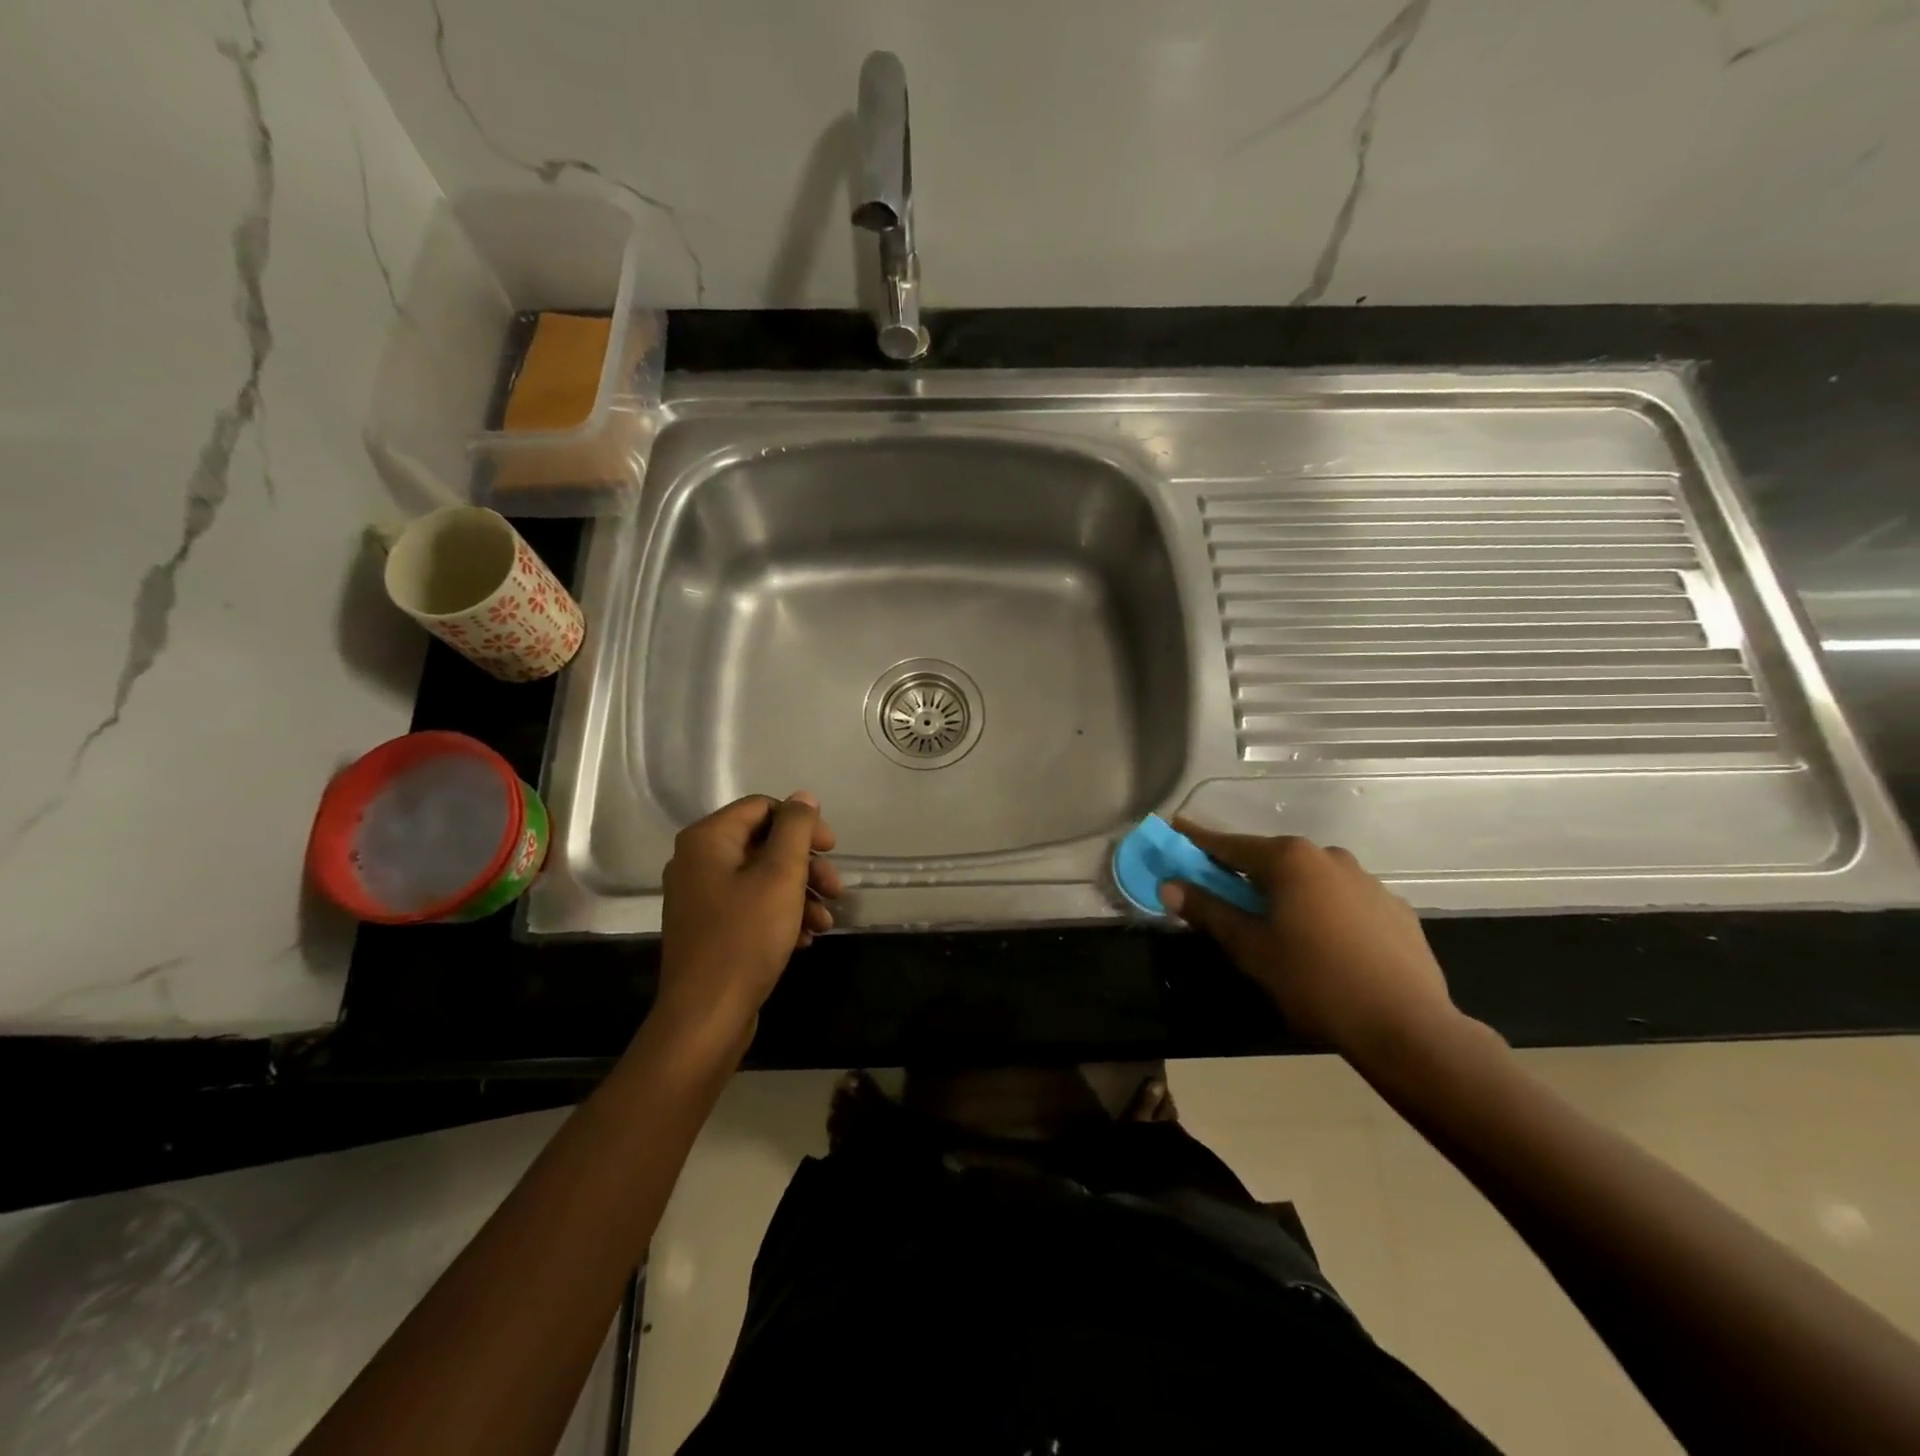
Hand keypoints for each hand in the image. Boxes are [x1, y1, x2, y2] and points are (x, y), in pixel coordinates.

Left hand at [655, 793, 842, 1049]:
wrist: (706, 1016)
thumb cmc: (745, 937)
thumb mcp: (781, 875)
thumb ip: (795, 829)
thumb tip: (803, 798)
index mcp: (708, 839)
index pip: (763, 807)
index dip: (802, 824)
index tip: (832, 849)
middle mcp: (697, 861)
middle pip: (764, 844)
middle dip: (806, 865)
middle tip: (836, 888)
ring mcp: (700, 898)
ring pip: (761, 878)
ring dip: (799, 893)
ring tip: (825, 921)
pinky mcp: (709, 929)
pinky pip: (750, 907)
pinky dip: (781, 915)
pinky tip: (805, 939)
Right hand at [1160, 820, 1462, 1062]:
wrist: (1407, 1026)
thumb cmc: (1314, 981)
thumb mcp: (1250, 948)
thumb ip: (1209, 910)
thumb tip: (1169, 886)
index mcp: (1289, 859)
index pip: (1229, 844)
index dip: (1197, 840)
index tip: (1174, 830)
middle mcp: (1328, 856)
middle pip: (1271, 859)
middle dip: (1243, 872)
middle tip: (1222, 894)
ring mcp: (1367, 880)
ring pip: (1310, 879)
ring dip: (1286, 892)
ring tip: (1278, 927)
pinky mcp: (1394, 908)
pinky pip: (1343, 900)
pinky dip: (1323, 910)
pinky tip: (1325, 944)